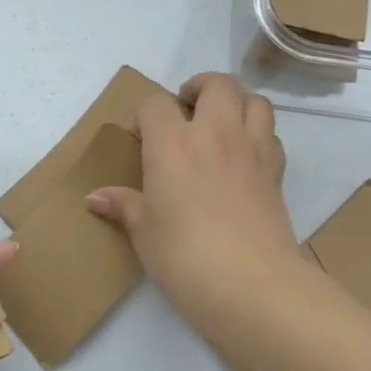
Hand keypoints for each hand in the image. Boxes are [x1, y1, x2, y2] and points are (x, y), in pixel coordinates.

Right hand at [86, 73, 298, 322]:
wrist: (253, 286)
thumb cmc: (185, 257)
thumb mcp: (145, 233)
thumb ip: (123, 206)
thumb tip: (94, 198)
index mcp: (173, 144)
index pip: (155, 103)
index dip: (144, 116)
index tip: (140, 141)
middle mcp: (215, 134)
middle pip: (217, 84)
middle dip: (199, 88)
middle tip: (186, 110)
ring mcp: (252, 150)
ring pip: (254, 100)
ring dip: (236, 102)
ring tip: (220, 123)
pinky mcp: (276, 172)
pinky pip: (271, 135)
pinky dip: (258, 134)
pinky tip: (243, 157)